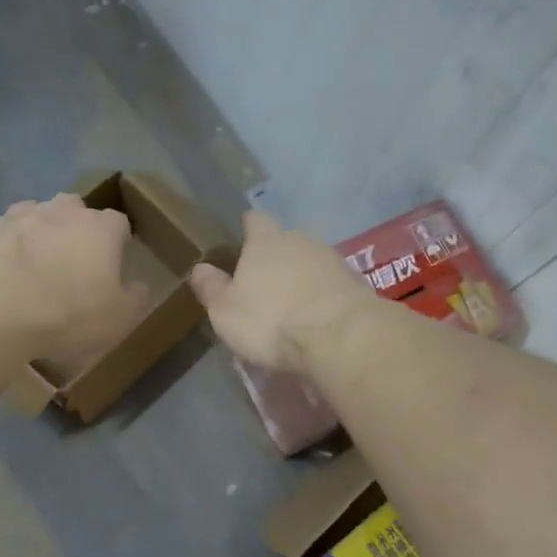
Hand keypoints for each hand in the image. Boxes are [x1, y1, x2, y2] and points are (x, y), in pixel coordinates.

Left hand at [0, 194, 147, 361]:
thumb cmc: (66, 314)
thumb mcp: (119, 320)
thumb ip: (135, 299)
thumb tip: (138, 287)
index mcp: (99, 228)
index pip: (118, 224)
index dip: (117, 243)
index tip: (114, 265)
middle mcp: (59, 212)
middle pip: (73, 211)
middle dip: (74, 231)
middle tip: (70, 266)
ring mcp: (15, 216)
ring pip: (32, 218)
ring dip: (35, 237)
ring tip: (29, 272)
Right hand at [188, 211, 370, 373]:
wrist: (341, 336)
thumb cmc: (271, 320)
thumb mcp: (226, 311)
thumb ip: (211, 288)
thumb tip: (200, 269)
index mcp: (265, 240)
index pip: (254, 220)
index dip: (247, 228)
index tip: (241, 240)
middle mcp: (301, 240)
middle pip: (286, 240)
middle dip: (276, 257)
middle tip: (264, 282)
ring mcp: (333, 260)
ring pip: (311, 262)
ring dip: (302, 278)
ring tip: (292, 305)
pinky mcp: (356, 284)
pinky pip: (331, 285)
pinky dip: (322, 296)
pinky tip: (317, 317)